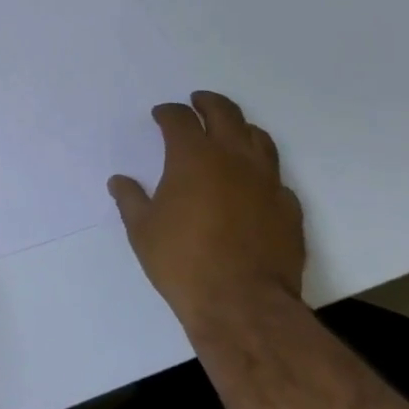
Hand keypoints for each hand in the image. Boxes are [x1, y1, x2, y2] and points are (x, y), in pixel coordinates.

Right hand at [108, 91, 305, 334]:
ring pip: (258, 138)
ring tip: (230, 134)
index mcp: (193, 157)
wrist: (243, 305)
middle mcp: (233, 158)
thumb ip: (130, 200)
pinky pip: (276, 178)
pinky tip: (254, 184)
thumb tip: (119, 182)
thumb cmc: (183, 262)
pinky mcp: (288, 208)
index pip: (180, 119)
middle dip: (208, 103)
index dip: (168, 113)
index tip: (160, 115)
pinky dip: (262, 172)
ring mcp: (267, 181)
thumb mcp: (143, 231)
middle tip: (197, 103)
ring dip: (240, 129)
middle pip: (224, 113)